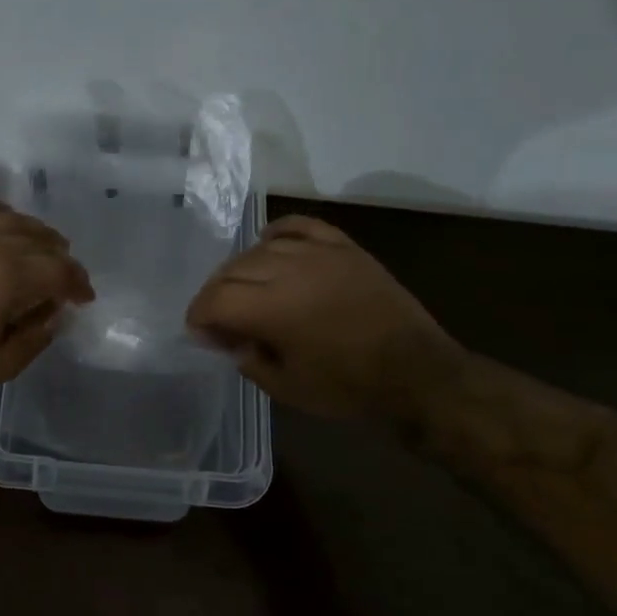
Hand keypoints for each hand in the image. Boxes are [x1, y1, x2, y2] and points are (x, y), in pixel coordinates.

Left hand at [0, 196, 94, 400]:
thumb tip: (55, 313)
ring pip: (12, 218)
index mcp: (9, 276)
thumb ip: (36, 337)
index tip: (84, 298)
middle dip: (61, 259)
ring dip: (36, 232)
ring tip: (44, 246)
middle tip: (66, 278)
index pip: (59, 270)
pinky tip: (3, 219)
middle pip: (40, 240)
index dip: (78, 283)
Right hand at [185, 214, 459, 417]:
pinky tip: (270, 246)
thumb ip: (248, 359)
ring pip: (261, 248)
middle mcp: (291, 271)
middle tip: (220, 319)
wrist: (418, 374)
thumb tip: (229, 339)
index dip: (199, 316)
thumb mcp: (287, 388)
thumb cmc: (349, 388)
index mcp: (274, 309)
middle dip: (216, 294)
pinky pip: (299, 227)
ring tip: (245, 291)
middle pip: (232, 269)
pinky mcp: (344, 247)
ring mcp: (320, 253)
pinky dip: (277, 234)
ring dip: (242, 269)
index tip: (200, 333)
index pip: (216, 299)